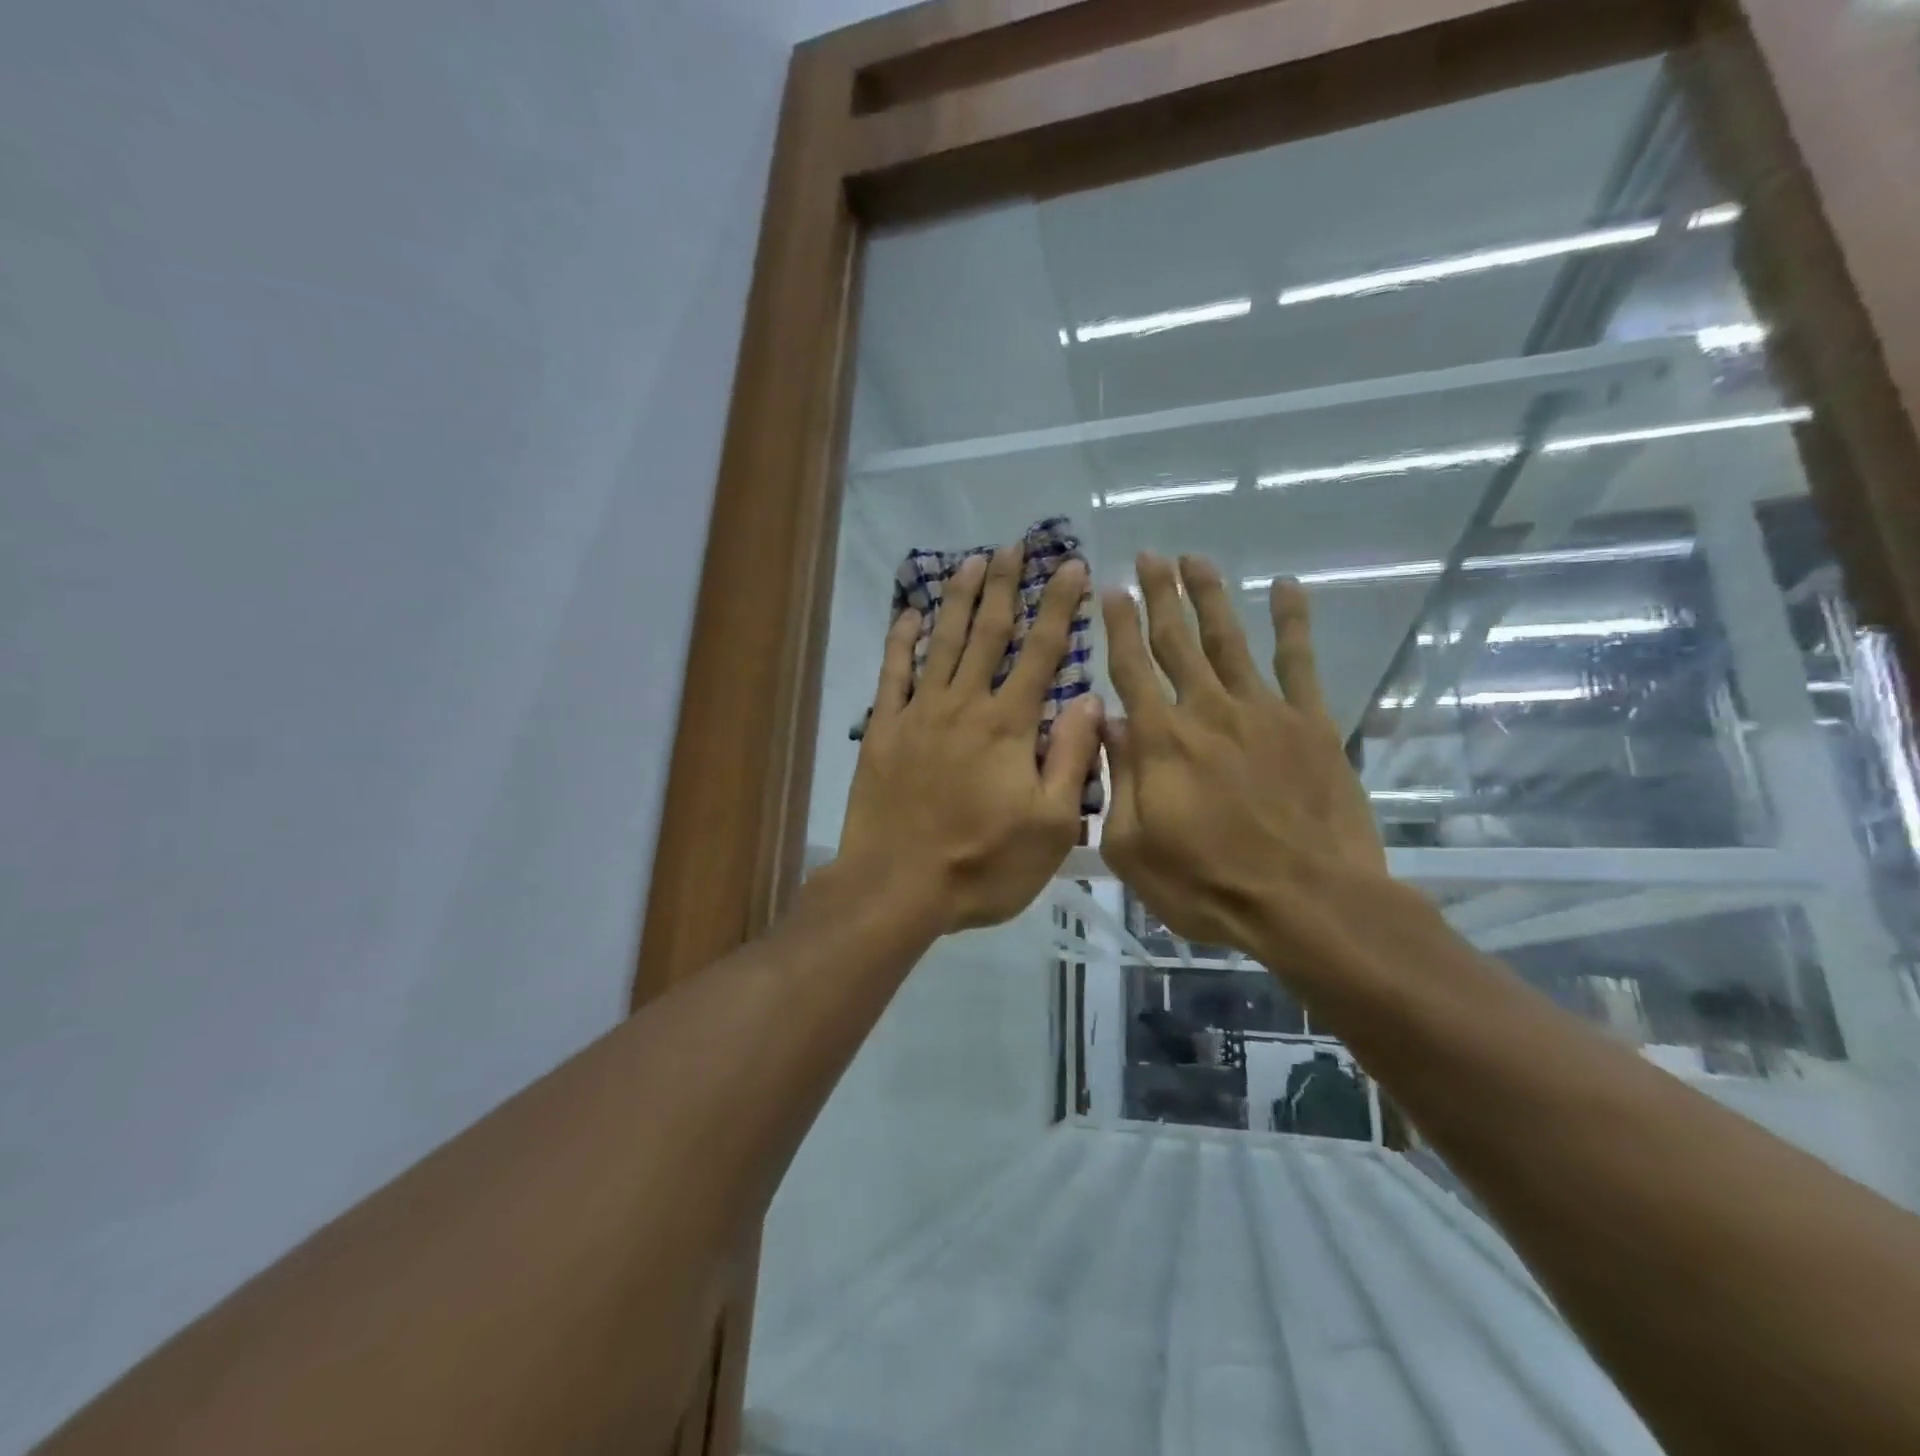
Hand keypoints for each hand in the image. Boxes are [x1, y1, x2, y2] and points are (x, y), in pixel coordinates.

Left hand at [839, 545, 1102, 934]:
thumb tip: (1090, 699)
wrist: (897, 887)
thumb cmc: (982, 864)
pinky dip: (901, 641)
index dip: (1059, 606)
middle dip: (1004, 586)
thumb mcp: (1050, 826)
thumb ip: (1071, 758)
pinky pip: (892, 674)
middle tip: (1012, 546)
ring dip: (958, 600)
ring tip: (970, 562)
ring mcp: (919, 714)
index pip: (1042, 652)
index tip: (1071, 567)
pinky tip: (908, 614)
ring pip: (942, 642)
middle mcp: (965, 704)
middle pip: (988, 633)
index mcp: (1009, 726)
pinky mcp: (883, 730)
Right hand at [1100, 553, 1391, 972]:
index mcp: (1161, 740)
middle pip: (1177, 641)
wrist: (1307, 903)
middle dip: (1159, 596)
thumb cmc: (1208, 885)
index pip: (1131, 668)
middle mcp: (1207, 711)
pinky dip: (1293, 622)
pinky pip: (1300, 661)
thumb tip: (1108, 724)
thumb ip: (1117, 781)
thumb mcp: (1133, 848)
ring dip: (1210, 596)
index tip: (1110, 589)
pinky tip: (1286, 589)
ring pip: (1229, 640)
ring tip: (1195, 560)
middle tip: (1148, 557)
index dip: (1118, 625)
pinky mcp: (1311, 723)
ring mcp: (1263, 712)